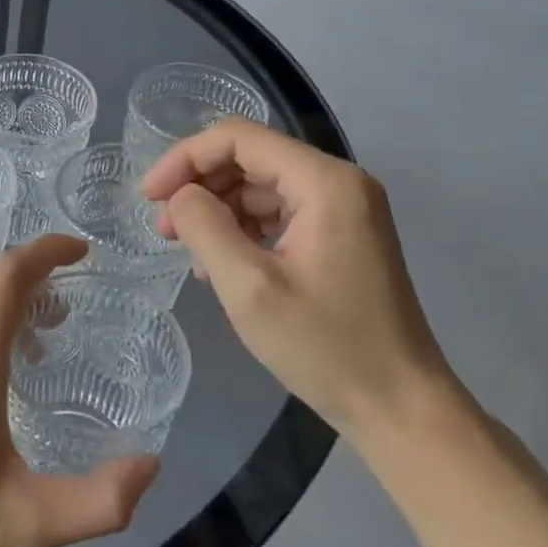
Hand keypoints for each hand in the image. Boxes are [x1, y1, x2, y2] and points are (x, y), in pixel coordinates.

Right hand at [138, 118, 458, 446]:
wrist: (399, 407)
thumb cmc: (324, 346)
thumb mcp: (248, 287)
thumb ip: (204, 227)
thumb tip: (180, 196)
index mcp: (324, 182)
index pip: (238, 138)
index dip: (184, 158)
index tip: (148, 197)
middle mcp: (338, 182)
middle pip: (249, 157)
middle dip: (198, 185)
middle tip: (163, 228)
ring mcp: (343, 209)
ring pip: (260, 185)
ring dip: (217, 209)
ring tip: (188, 252)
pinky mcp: (340, 236)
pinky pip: (278, 212)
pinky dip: (241, 228)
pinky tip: (220, 263)